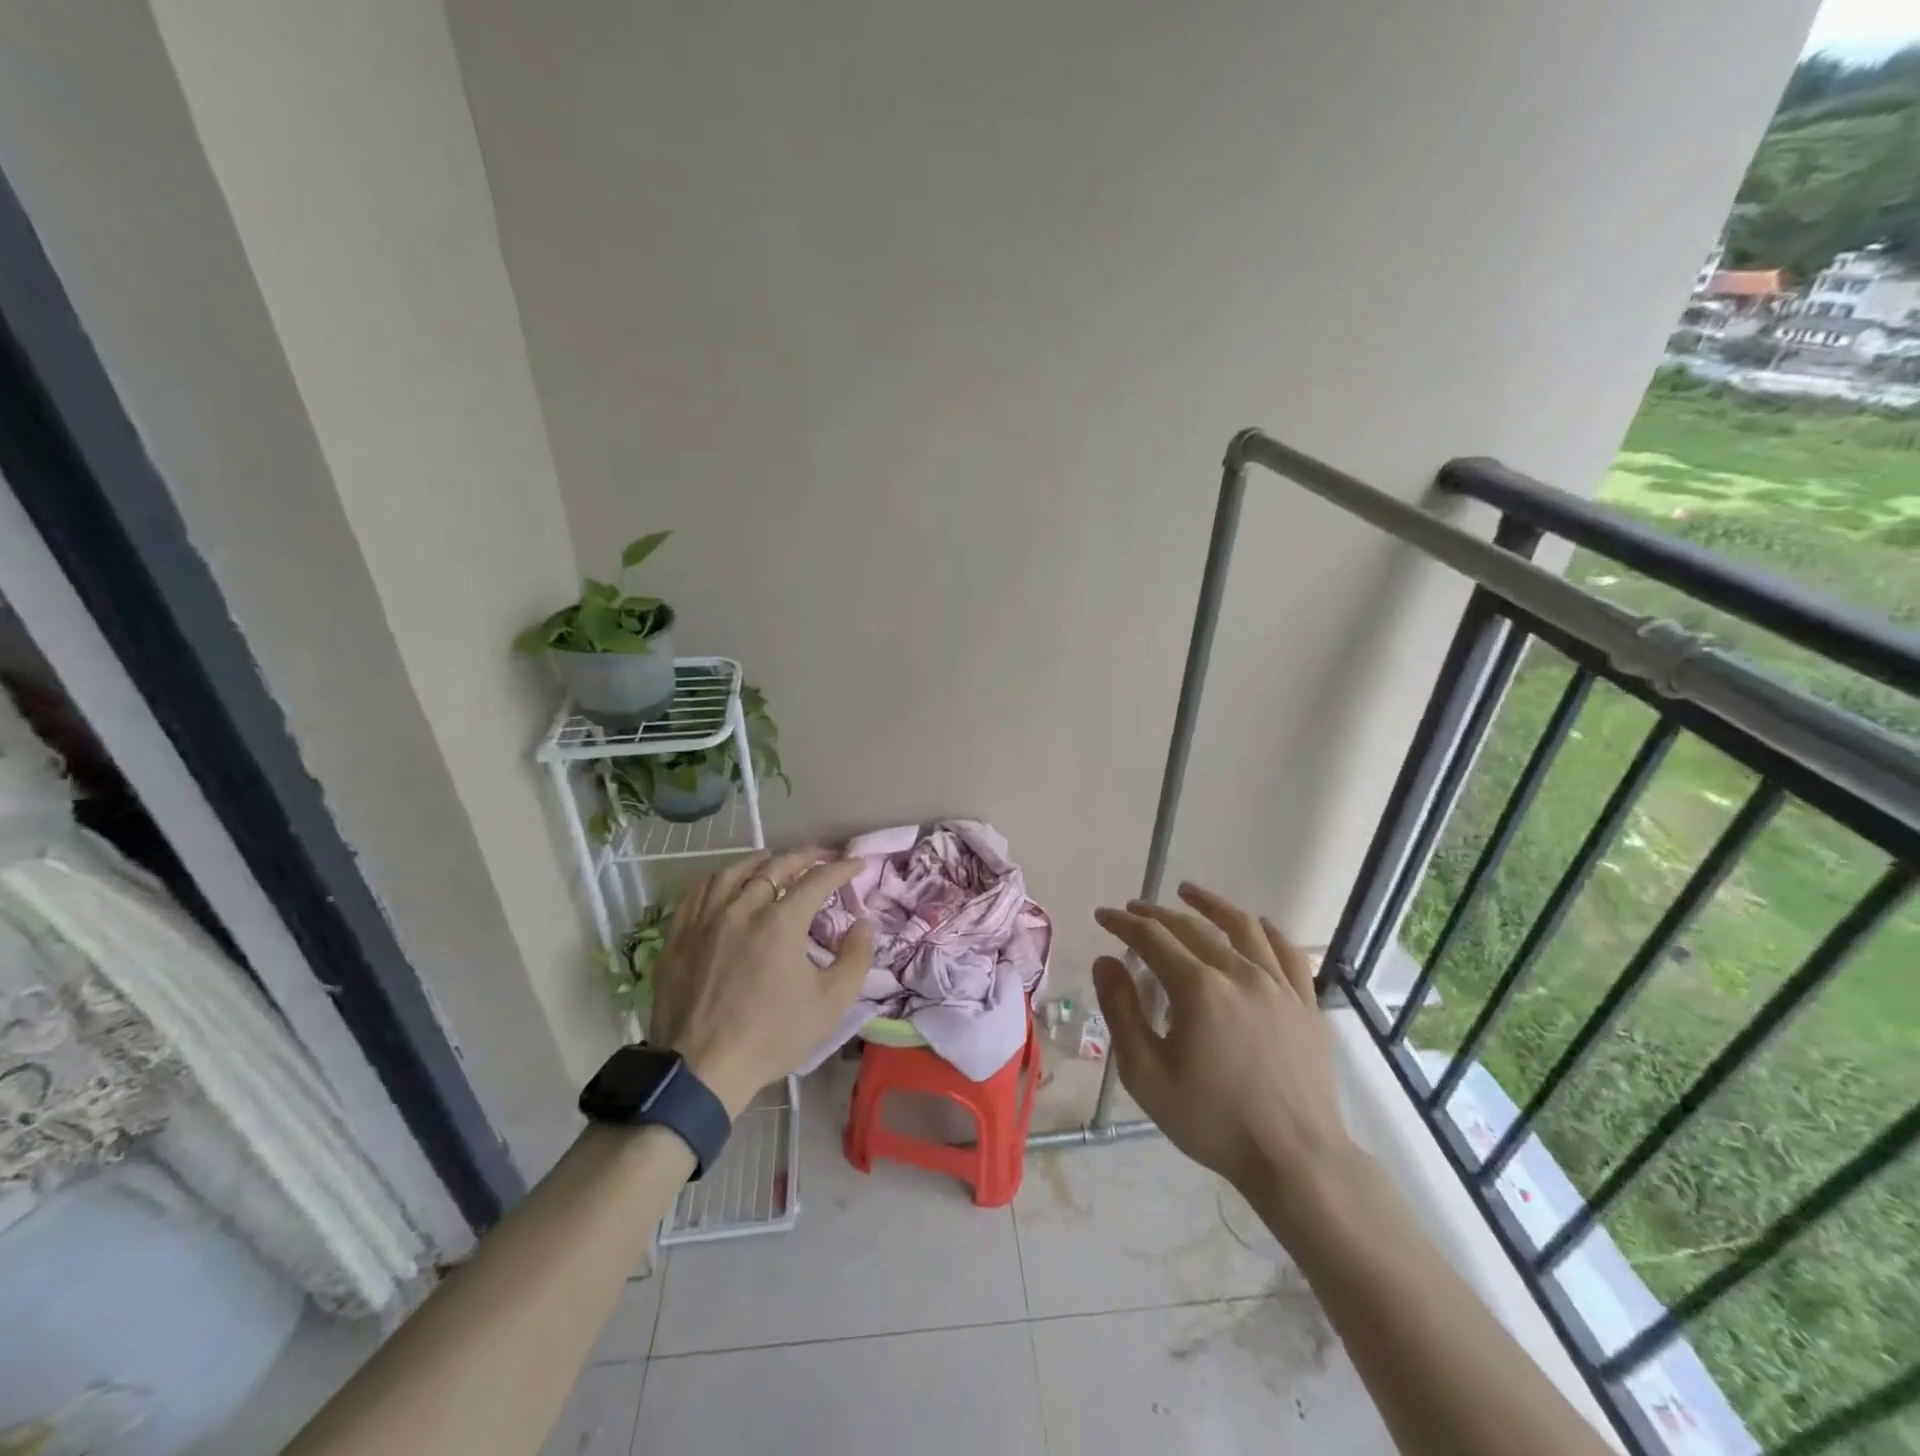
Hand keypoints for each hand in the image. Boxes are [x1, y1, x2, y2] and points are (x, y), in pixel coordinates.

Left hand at [649, 850, 874, 1115]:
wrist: (701, 1069)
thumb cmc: (771, 1036)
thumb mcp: (831, 1003)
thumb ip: (855, 958)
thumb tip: (863, 925)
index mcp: (781, 921)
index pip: (818, 880)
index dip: (841, 868)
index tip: (856, 864)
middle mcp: (742, 907)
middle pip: (776, 866)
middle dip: (804, 857)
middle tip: (820, 857)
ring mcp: (705, 919)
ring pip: (733, 871)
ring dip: (760, 861)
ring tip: (773, 861)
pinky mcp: (679, 935)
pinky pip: (699, 892)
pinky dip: (719, 879)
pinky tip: (725, 884)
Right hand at [1092, 882, 1358, 1229]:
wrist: (1296, 1160)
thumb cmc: (1213, 1120)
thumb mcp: (1146, 1074)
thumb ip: (1121, 1011)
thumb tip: (1107, 962)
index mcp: (1198, 988)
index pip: (1152, 938)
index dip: (1123, 923)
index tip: (1104, 916)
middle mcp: (1239, 973)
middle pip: (1192, 928)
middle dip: (1157, 914)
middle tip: (1134, 910)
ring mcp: (1278, 985)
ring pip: (1242, 927)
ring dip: (1210, 905)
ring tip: (1189, 893)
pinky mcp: (1305, 1003)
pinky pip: (1286, 952)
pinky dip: (1265, 930)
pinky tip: (1255, 924)